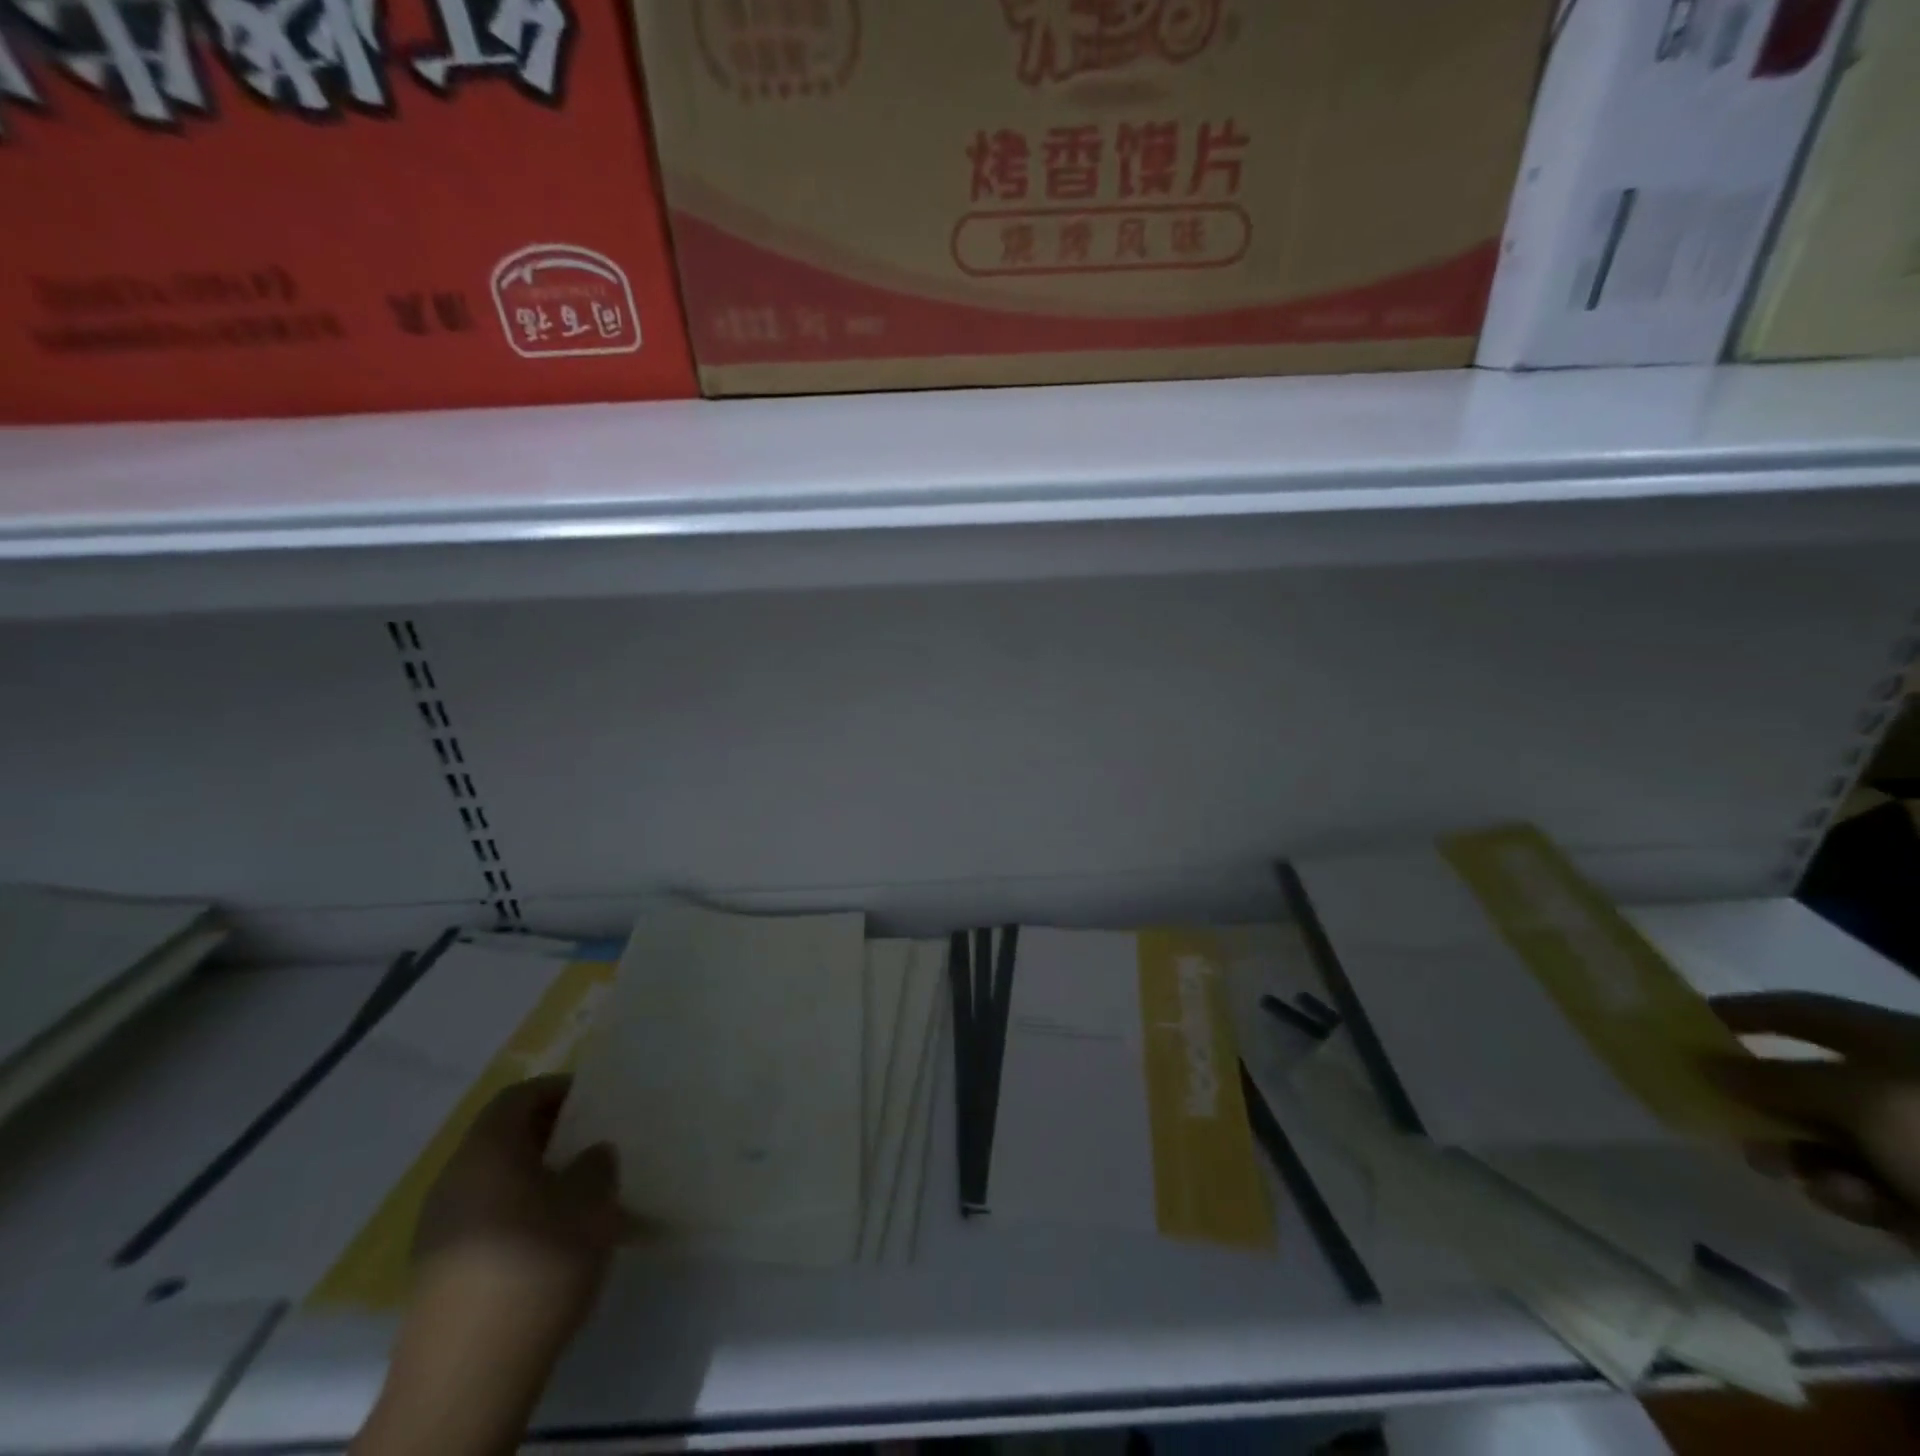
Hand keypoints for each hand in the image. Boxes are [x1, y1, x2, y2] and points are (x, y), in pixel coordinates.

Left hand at [353, 1077, 631, 1455]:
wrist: (467, 1378)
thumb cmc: (536, 1266)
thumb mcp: (591, 1203)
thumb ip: (596, 1165)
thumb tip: (590, 1155)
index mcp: (486, 1151)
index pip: (518, 1096)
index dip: (557, 1090)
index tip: (594, 1101)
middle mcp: (454, 1179)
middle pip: (501, 1137)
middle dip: (548, 1134)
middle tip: (592, 1143)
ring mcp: (438, 1228)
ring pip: (493, 1179)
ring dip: (533, 1175)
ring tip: (577, 1192)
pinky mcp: (438, 1271)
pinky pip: (484, 1216)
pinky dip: (517, 1211)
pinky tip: (549, 1238)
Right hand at [1710, 993, 1919, 1243]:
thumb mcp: (1856, 1099)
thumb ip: (1773, 1078)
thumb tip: (1706, 1063)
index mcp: (1898, 1043)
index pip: (1799, 1011)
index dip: (1741, 1012)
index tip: (1685, 1024)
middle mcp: (1908, 1087)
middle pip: (1809, 1080)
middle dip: (1763, 1101)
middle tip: (1722, 1115)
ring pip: (1830, 1138)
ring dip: (1798, 1152)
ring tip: (1784, 1170)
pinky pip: (1867, 1185)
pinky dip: (1850, 1194)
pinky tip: (1859, 1207)